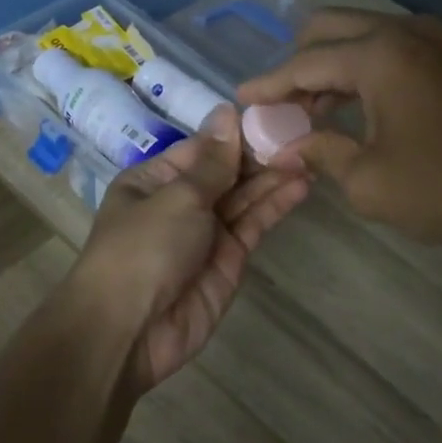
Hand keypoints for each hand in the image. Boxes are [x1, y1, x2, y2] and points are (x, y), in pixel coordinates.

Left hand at [70, 107, 307, 394]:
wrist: (130, 330)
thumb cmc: (143, 249)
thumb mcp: (177, 197)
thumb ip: (213, 161)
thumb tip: (227, 112)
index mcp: (154, 180)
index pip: (202, 148)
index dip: (236, 133)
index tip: (275, 114)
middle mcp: (180, 202)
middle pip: (226, 171)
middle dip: (261, 154)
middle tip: (304, 133)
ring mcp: (207, 232)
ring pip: (245, 197)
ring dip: (274, 177)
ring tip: (311, 154)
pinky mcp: (229, 260)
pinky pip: (254, 225)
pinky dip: (276, 205)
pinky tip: (302, 184)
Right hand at [237, 9, 441, 259]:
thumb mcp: (369, 182)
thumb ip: (320, 152)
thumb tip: (287, 145)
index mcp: (380, 55)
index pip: (304, 63)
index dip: (268, 85)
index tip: (239, 100)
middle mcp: (405, 32)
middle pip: (330, 30)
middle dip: (296, 64)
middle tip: (278, 106)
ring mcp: (436, 41)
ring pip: (362, 37)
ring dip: (330, 68)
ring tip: (308, 113)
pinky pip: (391, 51)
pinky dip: (362, 72)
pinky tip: (351, 109)